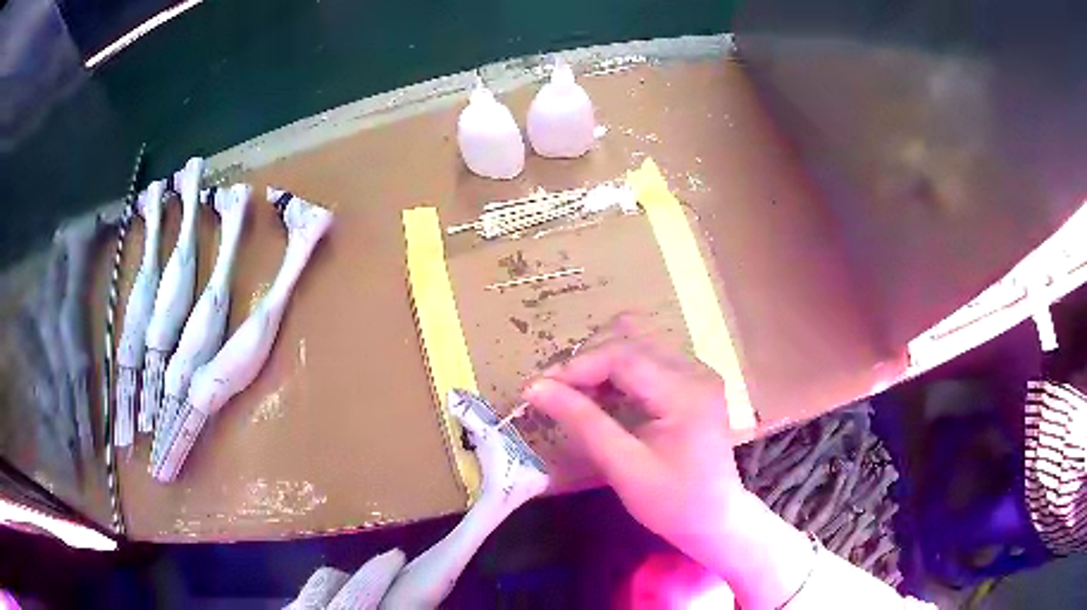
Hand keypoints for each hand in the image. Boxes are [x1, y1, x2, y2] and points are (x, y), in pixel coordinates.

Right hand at [522, 315, 744, 556]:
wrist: (716, 520)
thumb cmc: (672, 503)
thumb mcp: (624, 466)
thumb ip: (582, 422)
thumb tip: (535, 388)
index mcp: (685, 392)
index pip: (622, 357)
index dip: (576, 367)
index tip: (537, 388)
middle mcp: (696, 370)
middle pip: (630, 341)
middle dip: (586, 362)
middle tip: (552, 392)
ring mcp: (698, 373)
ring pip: (637, 344)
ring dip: (600, 363)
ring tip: (572, 393)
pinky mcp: (693, 382)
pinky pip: (648, 360)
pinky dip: (618, 372)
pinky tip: (600, 395)